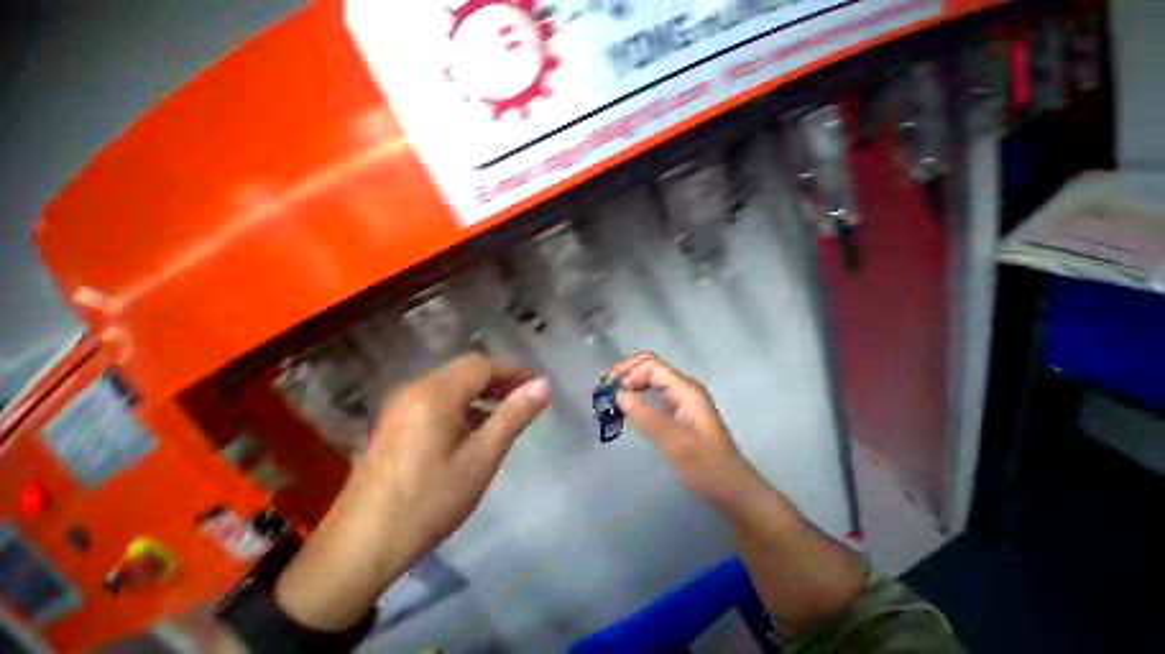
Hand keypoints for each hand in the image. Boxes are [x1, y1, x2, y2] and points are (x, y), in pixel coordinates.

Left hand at [274, 354, 550, 630]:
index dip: (513, 372)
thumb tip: (544, 385)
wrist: (359, 547)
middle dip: (497, 380)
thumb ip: (514, 416)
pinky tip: (470, 429)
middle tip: (522, 398)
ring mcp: (400, 406)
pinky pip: (435, 400)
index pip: (483, 366)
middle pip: (465, 370)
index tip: (536, 385)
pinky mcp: (393, 423)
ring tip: (501, 413)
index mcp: (437, 394)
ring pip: (450, 384)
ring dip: (479, 392)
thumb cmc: (428, 502)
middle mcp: (415, 389)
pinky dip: (460, 404)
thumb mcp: (481, 459)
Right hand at [609, 353, 768, 512]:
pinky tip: (626, 408)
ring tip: (611, 397)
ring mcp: (681, 399)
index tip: (613, 395)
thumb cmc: (706, 467)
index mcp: (686, 389)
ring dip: (629, 383)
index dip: (629, 374)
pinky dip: (636, 396)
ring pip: (650, 379)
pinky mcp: (678, 411)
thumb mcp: (675, 443)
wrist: (732, 490)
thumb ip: (647, 416)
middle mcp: (684, 388)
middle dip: (626, 373)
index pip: (651, 366)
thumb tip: (619, 394)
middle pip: (649, 366)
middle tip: (605, 389)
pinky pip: (653, 394)